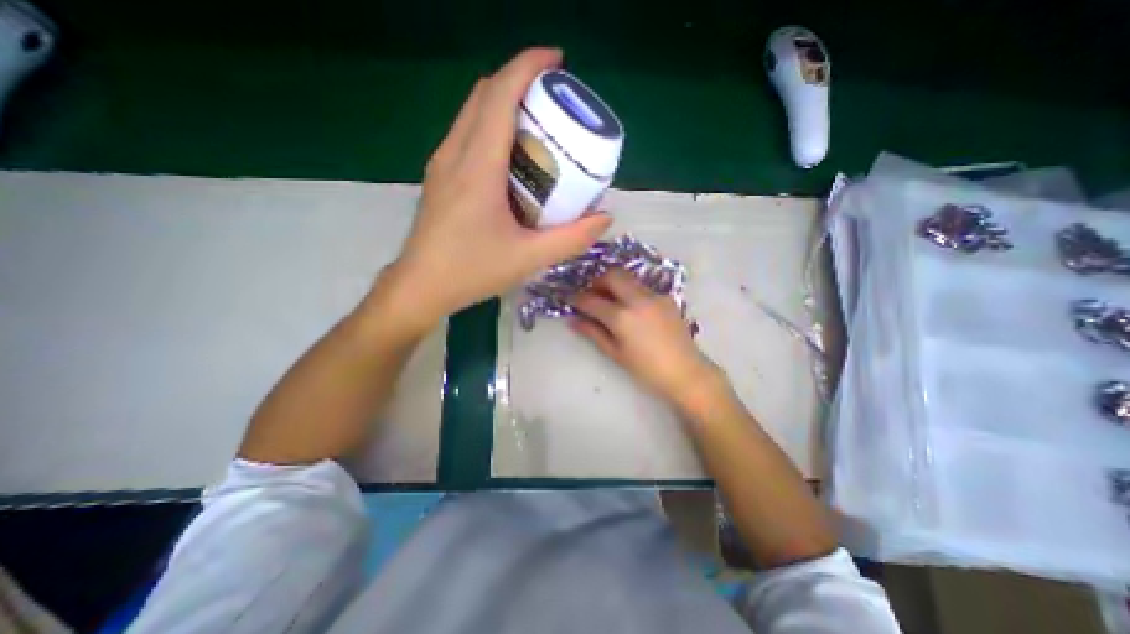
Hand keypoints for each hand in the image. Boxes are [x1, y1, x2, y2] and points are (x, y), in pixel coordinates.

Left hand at [394, 47, 614, 327]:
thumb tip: (604, 218)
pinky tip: (511, 156)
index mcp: (477, 167)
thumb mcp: (529, 258)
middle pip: (485, 96)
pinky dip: (490, 127)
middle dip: (520, 83)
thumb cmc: (472, 271)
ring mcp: (442, 164)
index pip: (500, 95)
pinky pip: (466, 135)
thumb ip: (571, 238)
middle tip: (553, 101)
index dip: (528, 67)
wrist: (421, 286)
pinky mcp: (439, 177)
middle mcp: (455, 154)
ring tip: (536, 125)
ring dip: (504, 104)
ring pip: (472, 113)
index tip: (557, 62)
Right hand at [570, 269, 717, 408]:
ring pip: (628, 276)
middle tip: (591, 293)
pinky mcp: (666, 296)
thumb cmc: (646, 369)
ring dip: (614, 282)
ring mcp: (654, 295)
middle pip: (612, 275)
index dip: (577, 298)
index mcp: (622, 317)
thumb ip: (593, 332)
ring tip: (609, 298)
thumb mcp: (615, 353)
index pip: (591, 300)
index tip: (569, 298)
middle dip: (597, 280)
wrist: (685, 372)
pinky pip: (642, 285)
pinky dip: (630, 289)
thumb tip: (573, 320)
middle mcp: (637, 299)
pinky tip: (630, 305)